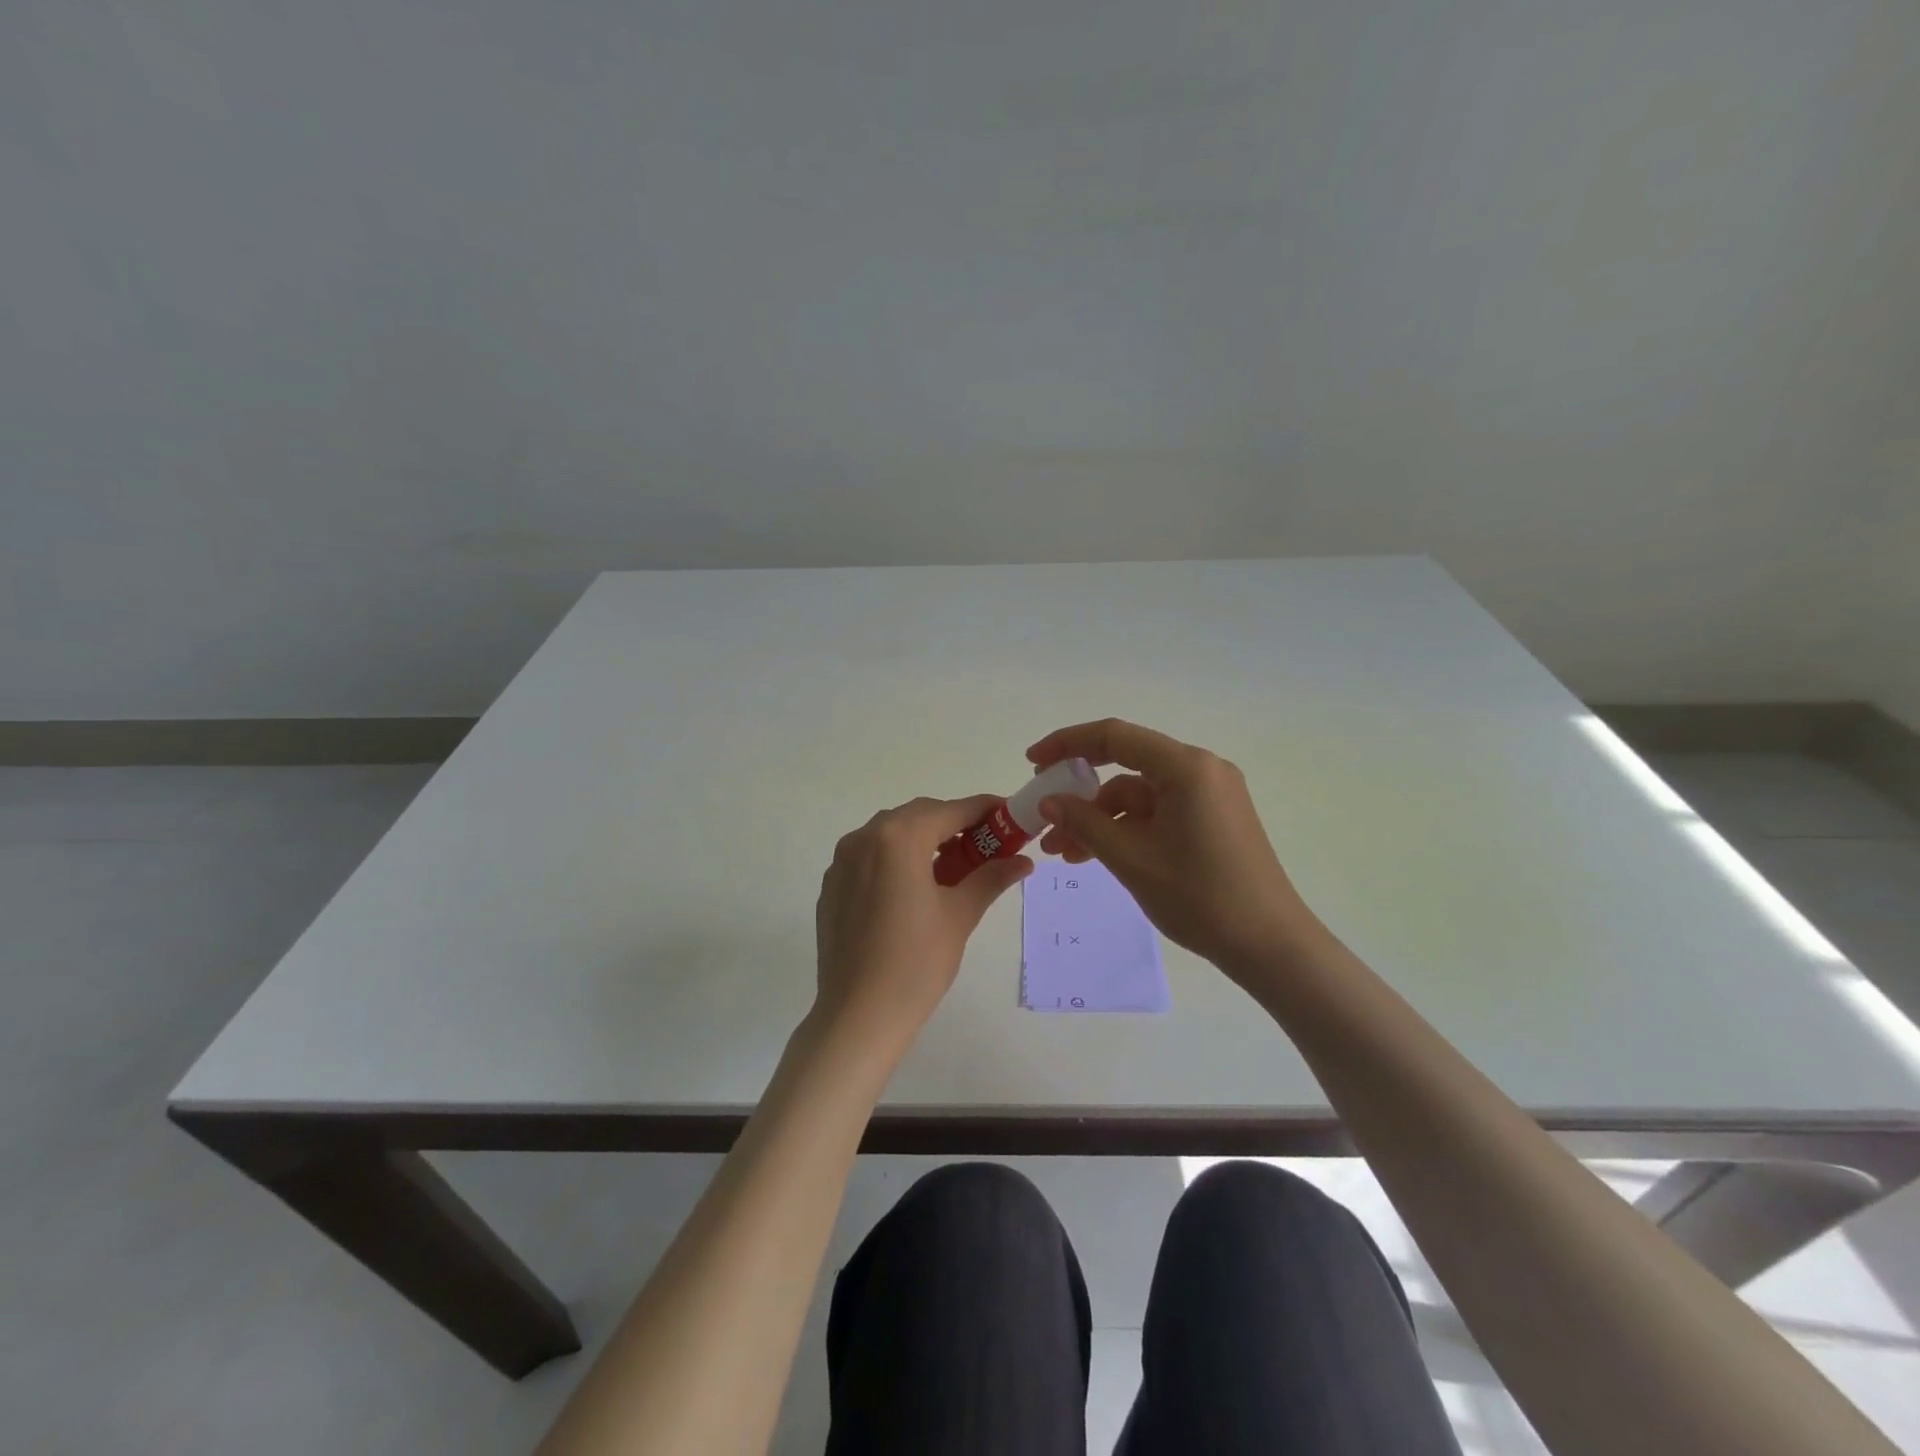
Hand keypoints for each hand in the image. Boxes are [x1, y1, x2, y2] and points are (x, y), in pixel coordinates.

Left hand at [813, 795, 1032, 1054]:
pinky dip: (897, 859)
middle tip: (986, 846)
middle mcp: (864, 837)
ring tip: (954, 868)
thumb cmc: (916, 963)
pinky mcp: (832, 885)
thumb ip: (990, 877)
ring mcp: (842, 861)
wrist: (857, 1015)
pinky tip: (914, 888)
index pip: (951, 810)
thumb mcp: (959, 915)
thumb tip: (1023, 861)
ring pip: (891, 834)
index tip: (1009, 816)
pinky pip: (870, 857)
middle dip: (954, 825)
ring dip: (924, 840)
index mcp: (898, 838)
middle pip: (919, 816)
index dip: (984, 810)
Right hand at [1026, 719, 1322, 981]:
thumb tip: (1049, 801)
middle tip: (1044, 816)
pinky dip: (1126, 829)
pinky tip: (1098, 855)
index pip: (1114, 737)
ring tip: (1064, 854)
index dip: (1067, 744)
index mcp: (1186, 768)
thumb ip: (1084, 823)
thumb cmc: (1200, 897)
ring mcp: (1210, 795)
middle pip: (1125, 765)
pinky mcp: (1213, 819)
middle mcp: (1201, 770)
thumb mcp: (1131, 859)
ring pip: (1138, 795)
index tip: (1032, 763)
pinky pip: (1158, 812)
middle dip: (1080, 793)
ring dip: (1100, 819)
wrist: (1270, 945)